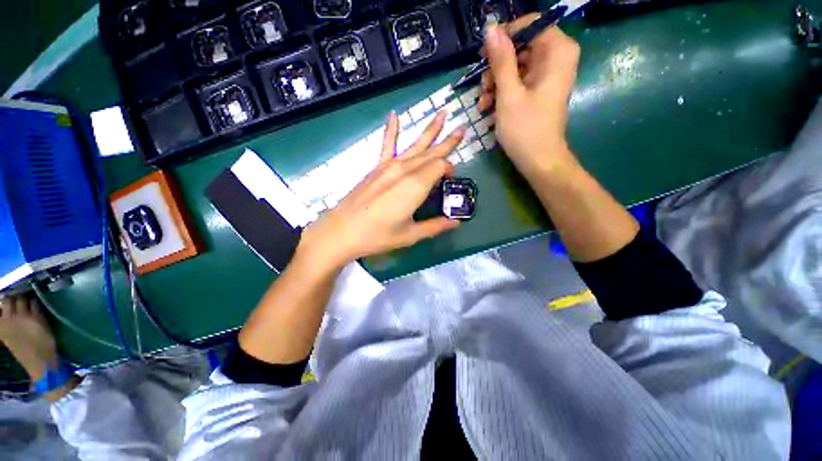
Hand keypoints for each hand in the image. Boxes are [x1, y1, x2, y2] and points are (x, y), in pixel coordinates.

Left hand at [295, 111, 465, 271]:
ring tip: (442, 113)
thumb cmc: (378, 235)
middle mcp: (405, 170)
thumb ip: (435, 226)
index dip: (450, 170)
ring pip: (415, 145)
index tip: (451, 181)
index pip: (440, 166)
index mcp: (416, 185)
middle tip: (462, 128)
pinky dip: (391, 130)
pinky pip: (386, 145)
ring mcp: (389, 166)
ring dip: (429, 130)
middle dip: (448, 141)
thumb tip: (455, 223)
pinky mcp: (377, 168)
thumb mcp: (410, 235)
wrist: (342, 231)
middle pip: (431, 152)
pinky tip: (393, 115)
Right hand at [478, 16, 580, 175]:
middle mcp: (556, 58)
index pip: (530, 25)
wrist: (539, 160)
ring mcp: (547, 75)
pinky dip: (502, 92)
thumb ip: (501, 60)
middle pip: (521, 46)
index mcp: (557, 52)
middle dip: (497, 66)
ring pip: (516, 65)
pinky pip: (518, 81)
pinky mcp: (539, 90)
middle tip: (483, 85)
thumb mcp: (508, 94)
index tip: (485, 56)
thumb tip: (491, 28)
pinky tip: (488, 107)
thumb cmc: (525, 129)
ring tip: (483, 103)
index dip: (505, 37)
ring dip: (495, 82)